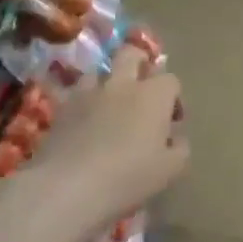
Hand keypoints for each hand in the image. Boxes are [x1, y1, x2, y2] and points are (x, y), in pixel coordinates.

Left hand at [37, 44, 188, 230]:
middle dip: (139, 64)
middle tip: (141, 90)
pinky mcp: (62, 107)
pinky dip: (83, 102)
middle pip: (131, 54)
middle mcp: (122, 84)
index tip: (172, 122)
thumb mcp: (170, 170)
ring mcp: (89, 92)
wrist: (68, 186)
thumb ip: (180, 148)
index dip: (174, 98)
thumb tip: (176, 137)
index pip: (171, 80)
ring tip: (109, 106)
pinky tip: (84, 123)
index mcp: (153, 95)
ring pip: (100, 71)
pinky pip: (76, 94)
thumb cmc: (128, 177)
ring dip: (108, 82)